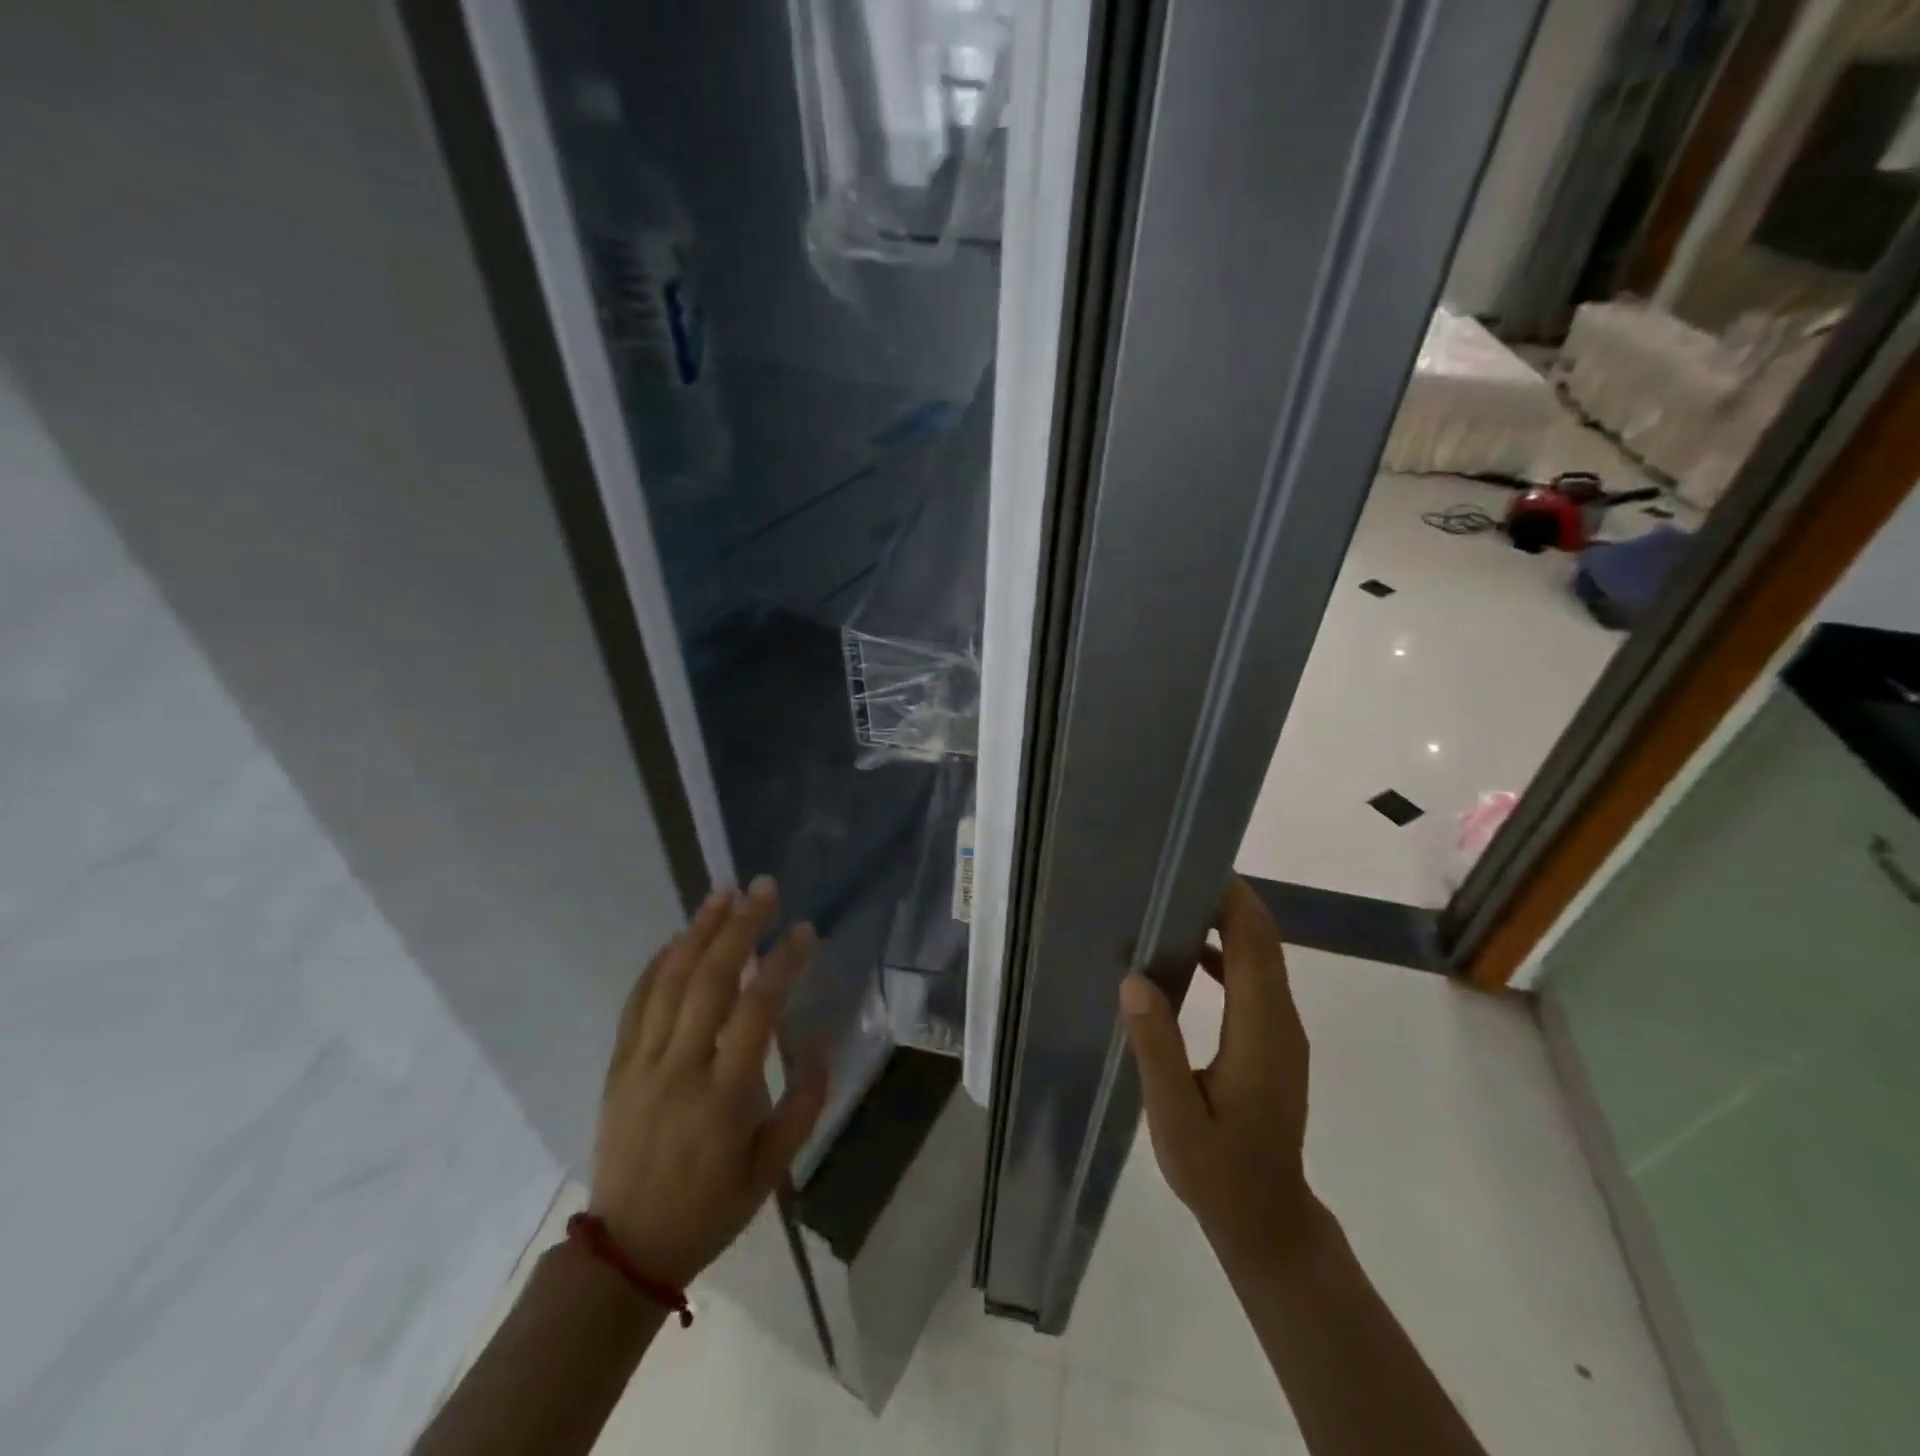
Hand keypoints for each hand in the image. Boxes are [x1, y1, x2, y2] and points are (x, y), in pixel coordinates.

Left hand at [590, 876, 827, 1289]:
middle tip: (763, 887)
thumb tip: (821, 1038)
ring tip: (723, 894)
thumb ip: (806, 1101)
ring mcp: (643, 1064)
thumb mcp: (775, 1167)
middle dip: (740, 927)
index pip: (757, 1011)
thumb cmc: (713, 1206)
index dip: (782, 963)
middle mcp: (681, 1069)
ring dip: (698, 932)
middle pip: (710, 980)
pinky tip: (675, 939)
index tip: (804, 930)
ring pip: (669, 982)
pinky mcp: (618, 1067)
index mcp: (725, 1096)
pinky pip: (635, 1004)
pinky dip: (656, 965)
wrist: (628, 1250)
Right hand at [1119, 877, 1313, 1265]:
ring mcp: (1282, 1030)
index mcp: (1261, 1031)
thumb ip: (1157, 1047)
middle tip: (1172, 875)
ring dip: (1226, 923)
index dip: (1231, 900)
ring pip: (1262, 956)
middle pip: (1264, 940)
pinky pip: (1255, 979)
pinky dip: (1227, 953)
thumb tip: (1135, 979)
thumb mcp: (1176, 1117)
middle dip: (1227, 899)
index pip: (1255, 944)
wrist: (1268, 1220)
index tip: (1191, 867)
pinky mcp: (1274, 1039)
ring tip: (1172, 904)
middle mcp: (1281, 1020)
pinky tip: (1187, 956)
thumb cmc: (1219, 1172)